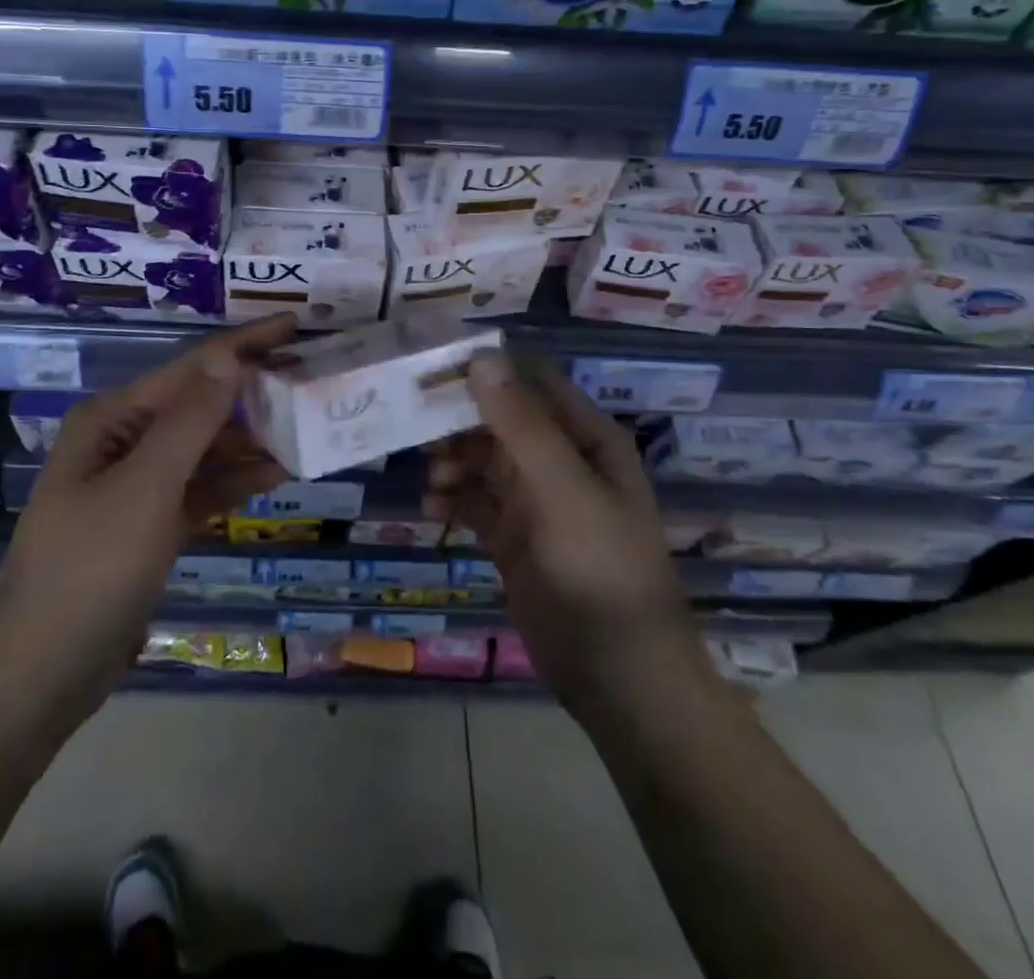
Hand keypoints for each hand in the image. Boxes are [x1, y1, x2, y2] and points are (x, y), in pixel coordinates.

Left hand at [0, 315, 298, 725]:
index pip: (191, 367)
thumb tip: (229, 356)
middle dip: (253, 391)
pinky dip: (236, 480)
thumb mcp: (145, 488)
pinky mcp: (151, 523)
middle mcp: (125, 440)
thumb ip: (191, 421)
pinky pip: (202, 487)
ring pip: (205, 447)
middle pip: (200, 403)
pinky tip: (278, 473)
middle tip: (312, 378)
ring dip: (251, 438)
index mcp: (114, 418)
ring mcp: (138, 483)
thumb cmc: (90, 568)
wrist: (43, 670)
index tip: (295, 326)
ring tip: (307, 424)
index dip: (244, 344)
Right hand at [426, 351, 704, 708]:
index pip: (529, 383)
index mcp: (585, 438)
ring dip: (452, 462)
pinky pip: (475, 503)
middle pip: (499, 421)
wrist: (618, 674)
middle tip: (415, 427)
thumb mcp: (564, 489)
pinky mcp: (514, 538)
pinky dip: (453, 500)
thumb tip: (482, 359)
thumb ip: (523, 425)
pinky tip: (434, 509)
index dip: (486, 372)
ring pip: (482, 461)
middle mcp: (560, 461)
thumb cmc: (600, 568)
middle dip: (459, 422)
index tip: (434, 371)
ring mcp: (536, 501)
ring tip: (432, 479)